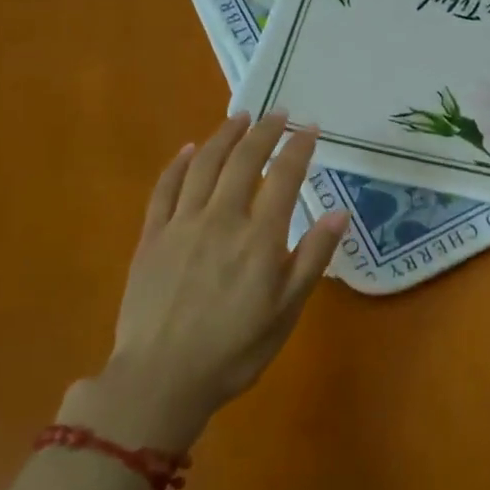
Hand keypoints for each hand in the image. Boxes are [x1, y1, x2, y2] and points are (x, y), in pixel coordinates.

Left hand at [59, 112, 349, 453]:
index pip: (284, 177)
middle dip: (264, 131)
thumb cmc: (235, 349)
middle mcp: (221, 219)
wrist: (161, 378)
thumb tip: (339, 214)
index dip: (298, 147)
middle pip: (244, 160)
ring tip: (240, 117)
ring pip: (204, 165)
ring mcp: (181, 224)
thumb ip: (312, 258)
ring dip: (224, 136)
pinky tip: (190, 149)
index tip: (310, 128)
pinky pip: (165, 188)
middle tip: (278, 112)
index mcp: (259, 237)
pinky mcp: (151, 236)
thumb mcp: (287, 310)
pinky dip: (179, 164)